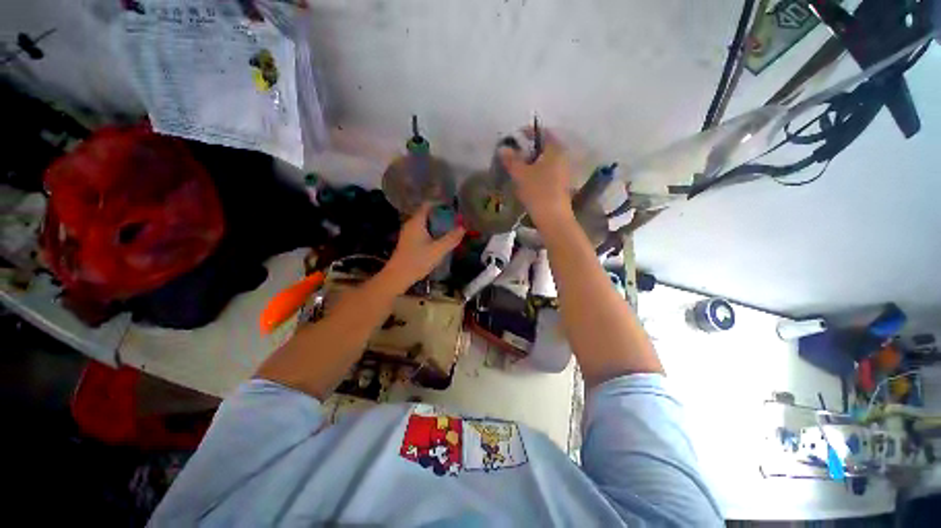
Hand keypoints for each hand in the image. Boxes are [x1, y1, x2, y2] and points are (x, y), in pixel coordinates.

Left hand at [383, 203, 464, 290]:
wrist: (398, 276)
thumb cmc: (417, 260)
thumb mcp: (438, 250)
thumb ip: (451, 238)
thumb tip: (463, 228)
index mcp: (416, 222)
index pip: (428, 205)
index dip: (440, 204)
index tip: (452, 208)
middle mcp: (411, 224)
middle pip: (427, 214)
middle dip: (441, 215)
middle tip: (455, 219)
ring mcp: (408, 233)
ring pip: (424, 223)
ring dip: (437, 224)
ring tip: (450, 229)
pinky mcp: (408, 242)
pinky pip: (422, 231)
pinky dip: (431, 232)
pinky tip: (439, 240)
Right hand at [498, 127, 574, 226]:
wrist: (553, 218)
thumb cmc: (538, 191)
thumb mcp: (521, 174)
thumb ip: (511, 160)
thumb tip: (503, 149)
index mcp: (555, 150)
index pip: (543, 132)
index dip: (529, 132)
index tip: (516, 137)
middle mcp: (563, 158)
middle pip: (545, 147)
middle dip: (529, 149)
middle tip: (514, 154)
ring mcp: (563, 172)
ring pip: (546, 161)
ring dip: (532, 162)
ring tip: (518, 169)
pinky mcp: (561, 185)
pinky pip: (548, 172)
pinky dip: (537, 172)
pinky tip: (527, 181)